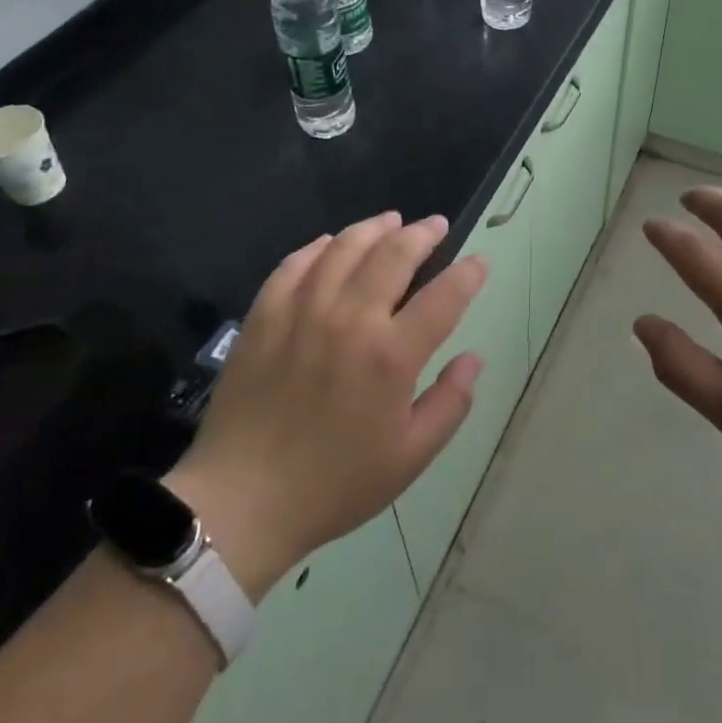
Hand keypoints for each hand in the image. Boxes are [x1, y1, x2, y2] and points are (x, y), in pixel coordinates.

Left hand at [167, 212, 485, 599]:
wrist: (242, 502)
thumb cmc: (334, 485)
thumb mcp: (410, 457)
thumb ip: (450, 403)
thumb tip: (474, 358)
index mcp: (391, 356)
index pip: (443, 297)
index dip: (467, 275)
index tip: (479, 261)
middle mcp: (350, 320)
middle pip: (393, 256)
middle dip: (422, 234)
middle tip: (436, 224)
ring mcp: (302, 312)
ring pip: (344, 249)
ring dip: (374, 228)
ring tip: (391, 220)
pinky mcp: (264, 316)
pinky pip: (294, 265)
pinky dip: (318, 247)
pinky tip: (331, 243)